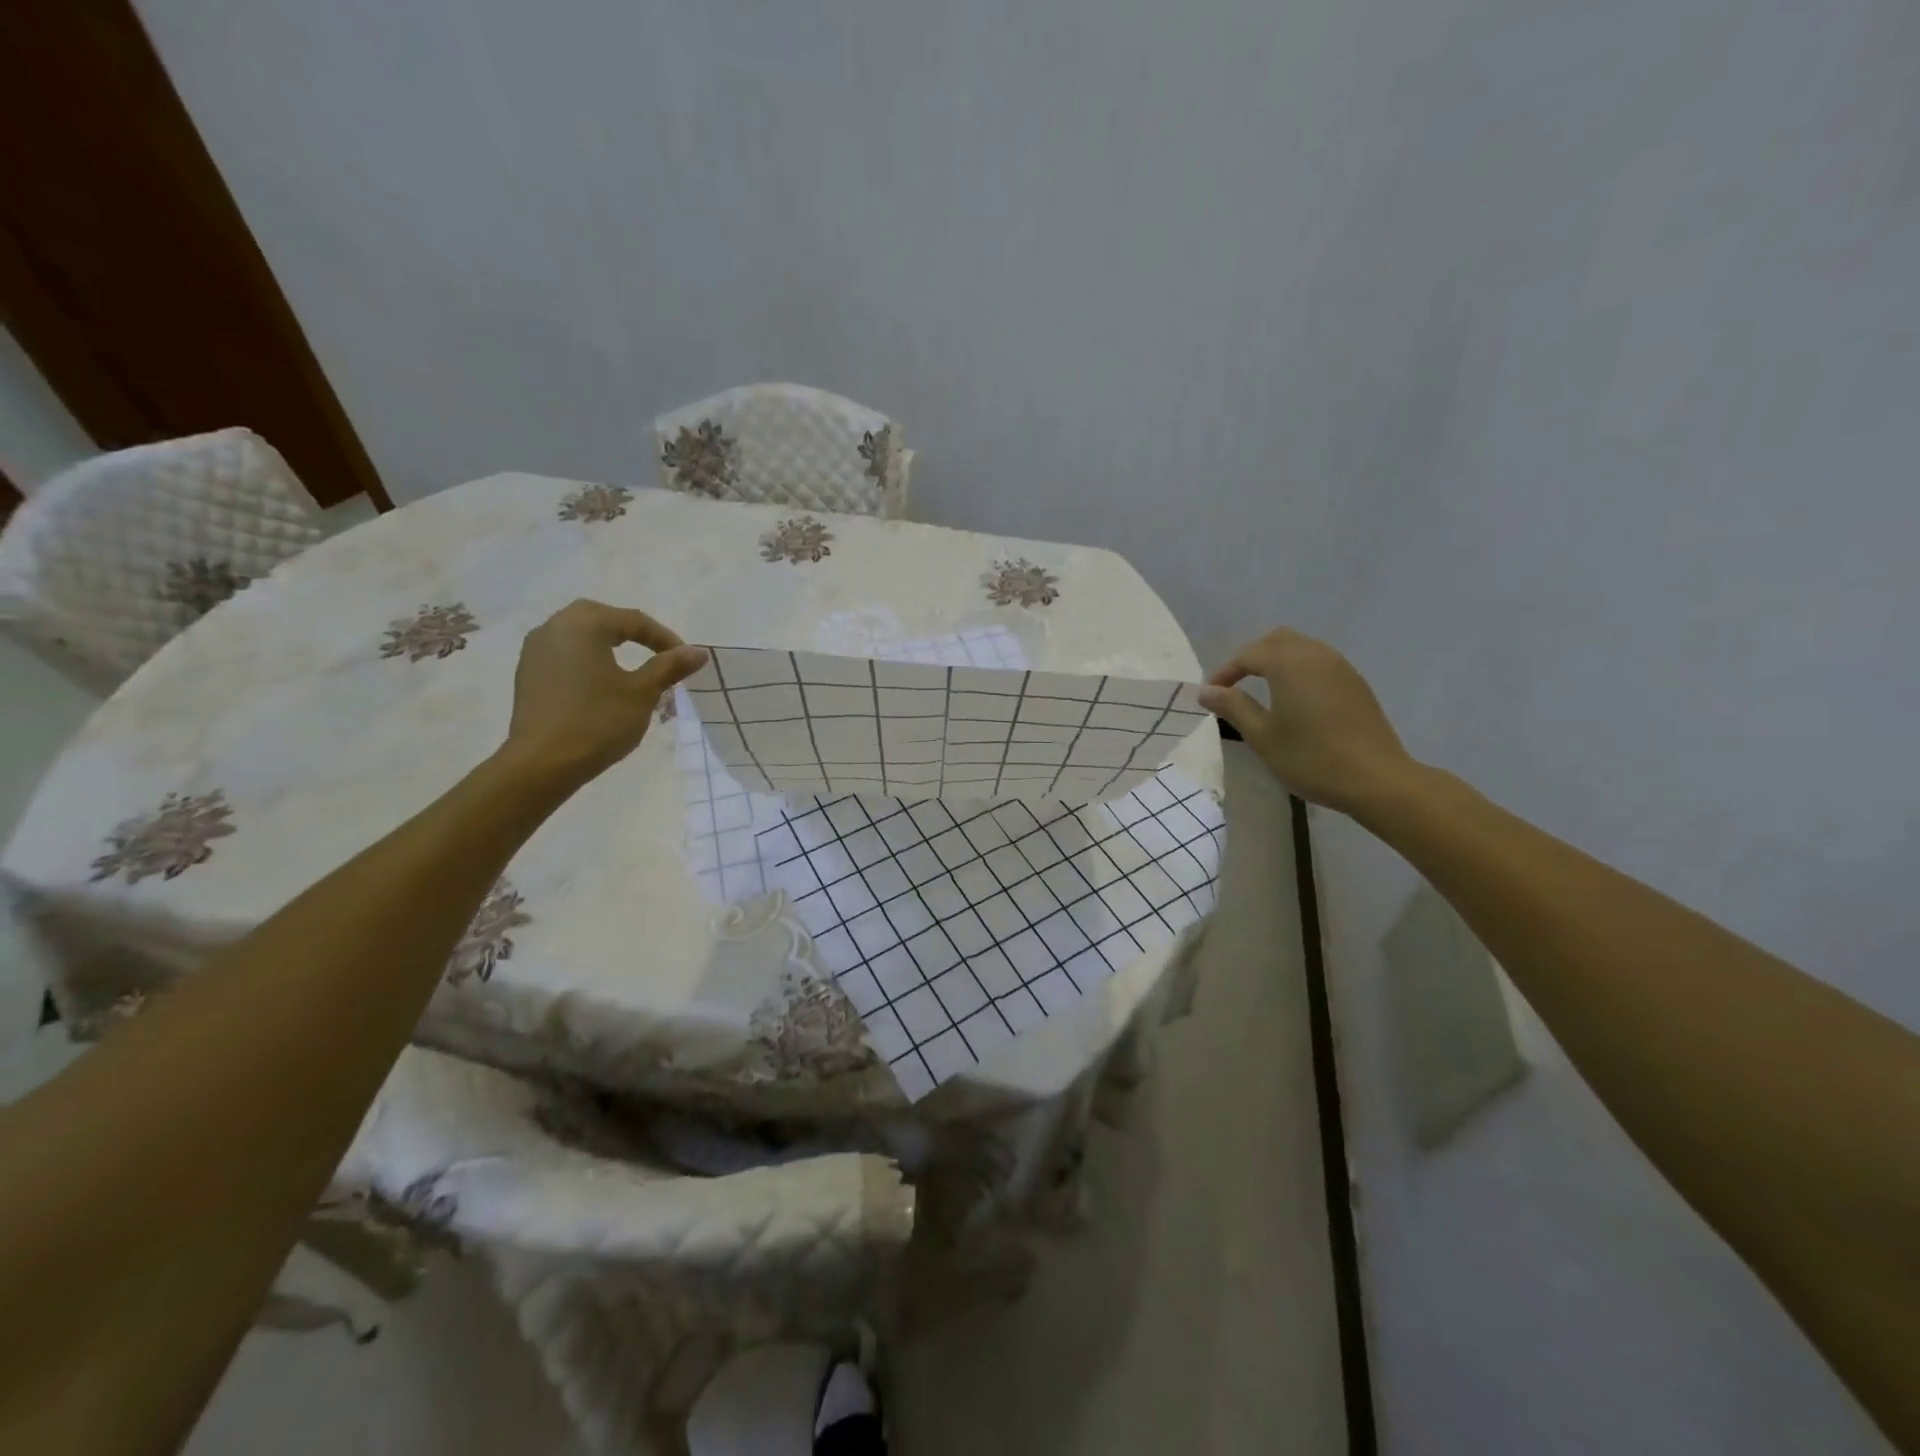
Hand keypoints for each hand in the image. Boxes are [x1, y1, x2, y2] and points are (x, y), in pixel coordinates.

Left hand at [500, 599, 708, 784]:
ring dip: (609, 647)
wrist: (542, 763)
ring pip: (581, 636)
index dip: (665, 638)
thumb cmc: (598, 721)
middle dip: (634, 635)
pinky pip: (565, 655)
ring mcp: (535, 650)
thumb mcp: (642, 692)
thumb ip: (670, 666)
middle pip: (603, 619)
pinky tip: (602, 685)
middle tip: (659, 656)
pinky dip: (588, 661)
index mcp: (584, 624)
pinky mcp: (527, 674)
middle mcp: (554, 627)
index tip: (686, 660)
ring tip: (633, 671)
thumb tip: (699, 652)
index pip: (634, 620)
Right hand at [1199, 627, 1417, 814]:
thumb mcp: (1262, 736)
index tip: (1210, 695)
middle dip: (1250, 657)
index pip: (1247, 654)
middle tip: (1234, 686)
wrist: (1376, 779)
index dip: (1224, 672)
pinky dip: (1298, 669)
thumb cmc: (1311, 758)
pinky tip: (1293, 699)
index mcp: (1289, 664)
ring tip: (1260, 690)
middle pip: (1276, 640)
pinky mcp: (1355, 683)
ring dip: (1276, 661)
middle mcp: (1316, 655)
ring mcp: (1340, 667)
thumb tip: (1206, 691)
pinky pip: (1319, 662)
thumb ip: (1233, 707)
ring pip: (1300, 647)